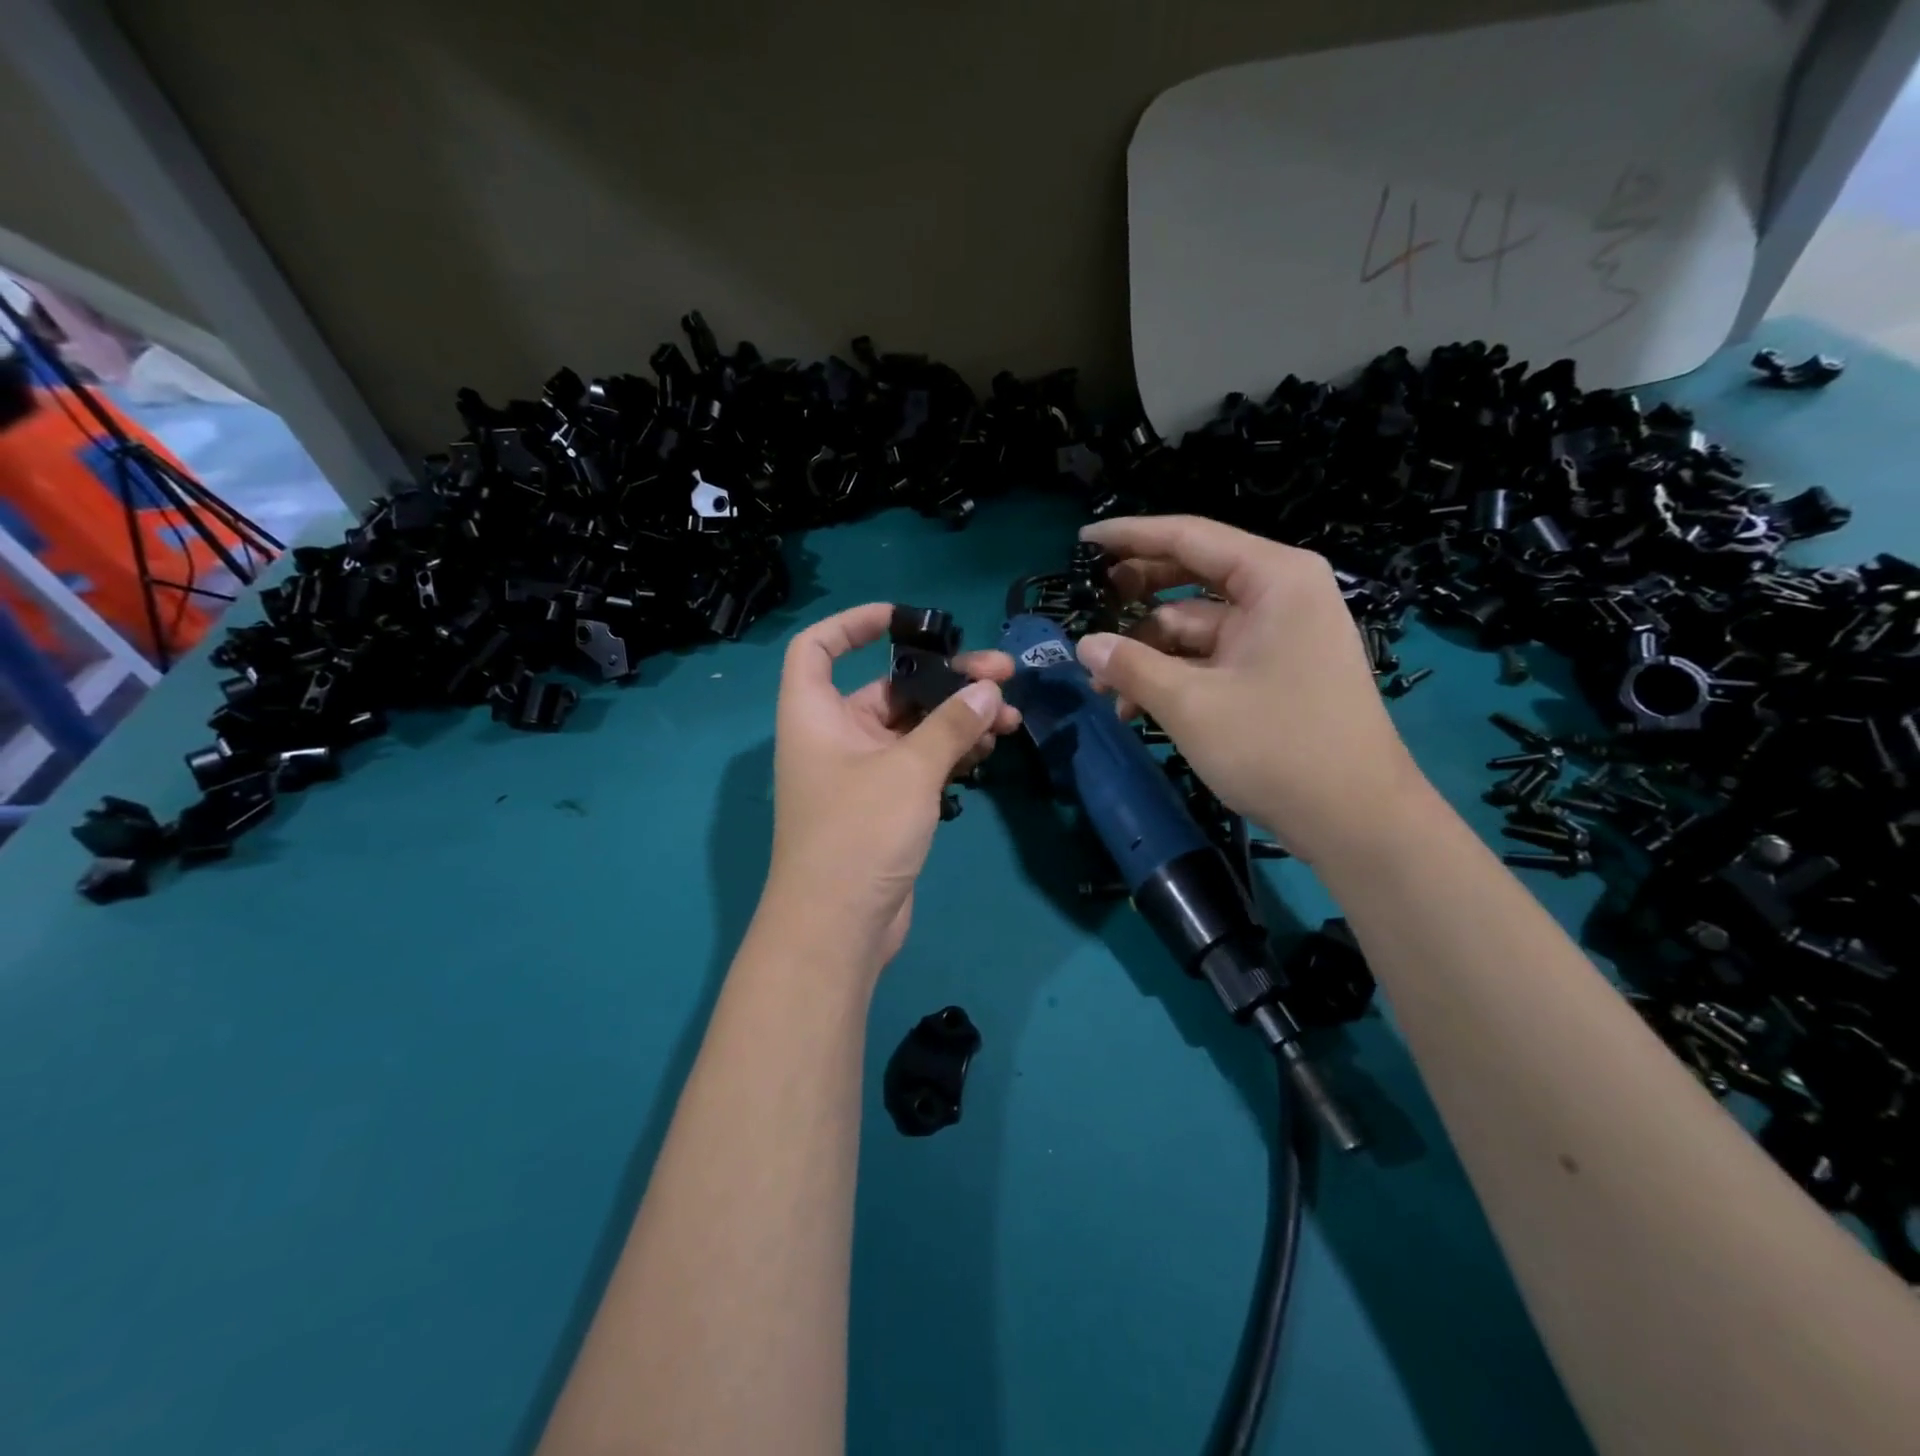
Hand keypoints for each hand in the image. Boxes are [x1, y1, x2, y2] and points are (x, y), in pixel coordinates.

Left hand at [761, 603, 1021, 967]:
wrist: (838, 928)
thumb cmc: (858, 833)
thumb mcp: (910, 770)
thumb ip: (951, 724)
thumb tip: (989, 690)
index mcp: (815, 714)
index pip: (819, 647)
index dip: (854, 623)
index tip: (906, 619)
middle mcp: (834, 737)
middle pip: (889, 688)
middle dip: (945, 679)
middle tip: (1003, 674)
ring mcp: (861, 773)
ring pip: (914, 729)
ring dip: (958, 718)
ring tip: (1011, 716)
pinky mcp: (885, 805)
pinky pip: (921, 763)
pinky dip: (952, 753)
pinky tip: (990, 749)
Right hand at [1074, 515, 1431, 863]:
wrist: (1356, 820)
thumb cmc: (1276, 748)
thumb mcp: (1191, 704)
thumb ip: (1131, 667)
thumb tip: (1084, 646)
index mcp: (1274, 578)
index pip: (1189, 537)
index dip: (1129, 537)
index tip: (1082, 542)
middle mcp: (1281, 594)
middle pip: (1192, 577)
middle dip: (1136, 599)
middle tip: (1087, 608)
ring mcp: (1280, 634)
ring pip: (1196, 626)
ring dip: (1148, 653)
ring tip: (1104, 689)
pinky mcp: (1276, 670)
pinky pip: (1213, 657)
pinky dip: (1175, 676)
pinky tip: (1136, 709)